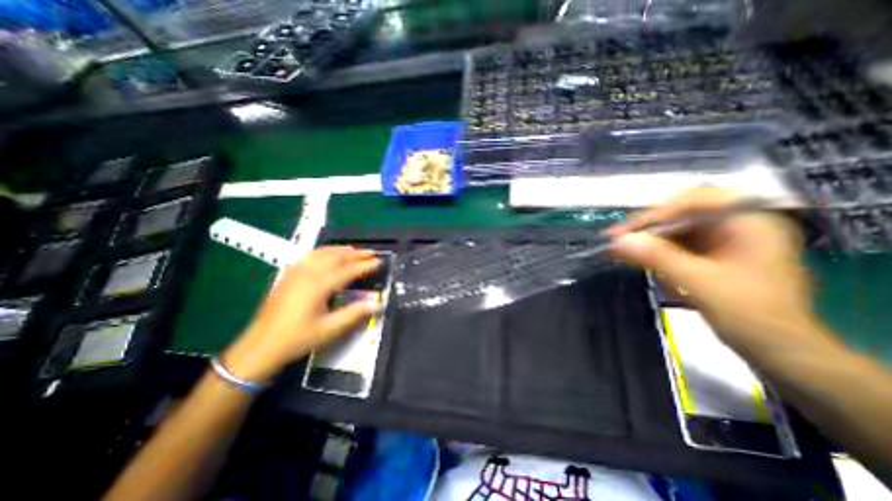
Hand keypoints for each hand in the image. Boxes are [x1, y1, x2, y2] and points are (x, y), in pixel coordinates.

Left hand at [220, 247, 379, 382]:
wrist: (260, 346)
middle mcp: (308, 273)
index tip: (379, 262)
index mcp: (319, 286)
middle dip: (356, 253)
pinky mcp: (288, 275)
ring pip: (322, 253)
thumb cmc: (297, 339)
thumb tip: (377, 304)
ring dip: (340, 250)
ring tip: (354, 249)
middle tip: (371, 252)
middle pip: (336, 257)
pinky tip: (326, 254)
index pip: (348, 270)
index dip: (365, 265)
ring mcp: (296, 272)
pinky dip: (323, 251)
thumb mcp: (329, 329)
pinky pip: (309, 256)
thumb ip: (354, 314)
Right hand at [606, 186, 820, 353]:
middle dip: (646, 228)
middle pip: (680, 215)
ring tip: (619, 251)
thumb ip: (657, 257)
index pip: (691, 202)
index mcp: (748, 222)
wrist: (782, 351)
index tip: (623, 231)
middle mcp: (737, 224)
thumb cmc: (750, 315)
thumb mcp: (699, 283)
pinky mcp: (714, 256)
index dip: (653, 214)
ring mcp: (725, 241)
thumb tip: (617, 240)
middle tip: (616, 241)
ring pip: (675, 230)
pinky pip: (677, 246)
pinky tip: (637, 259)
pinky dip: (655, 252)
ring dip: (646, 241)